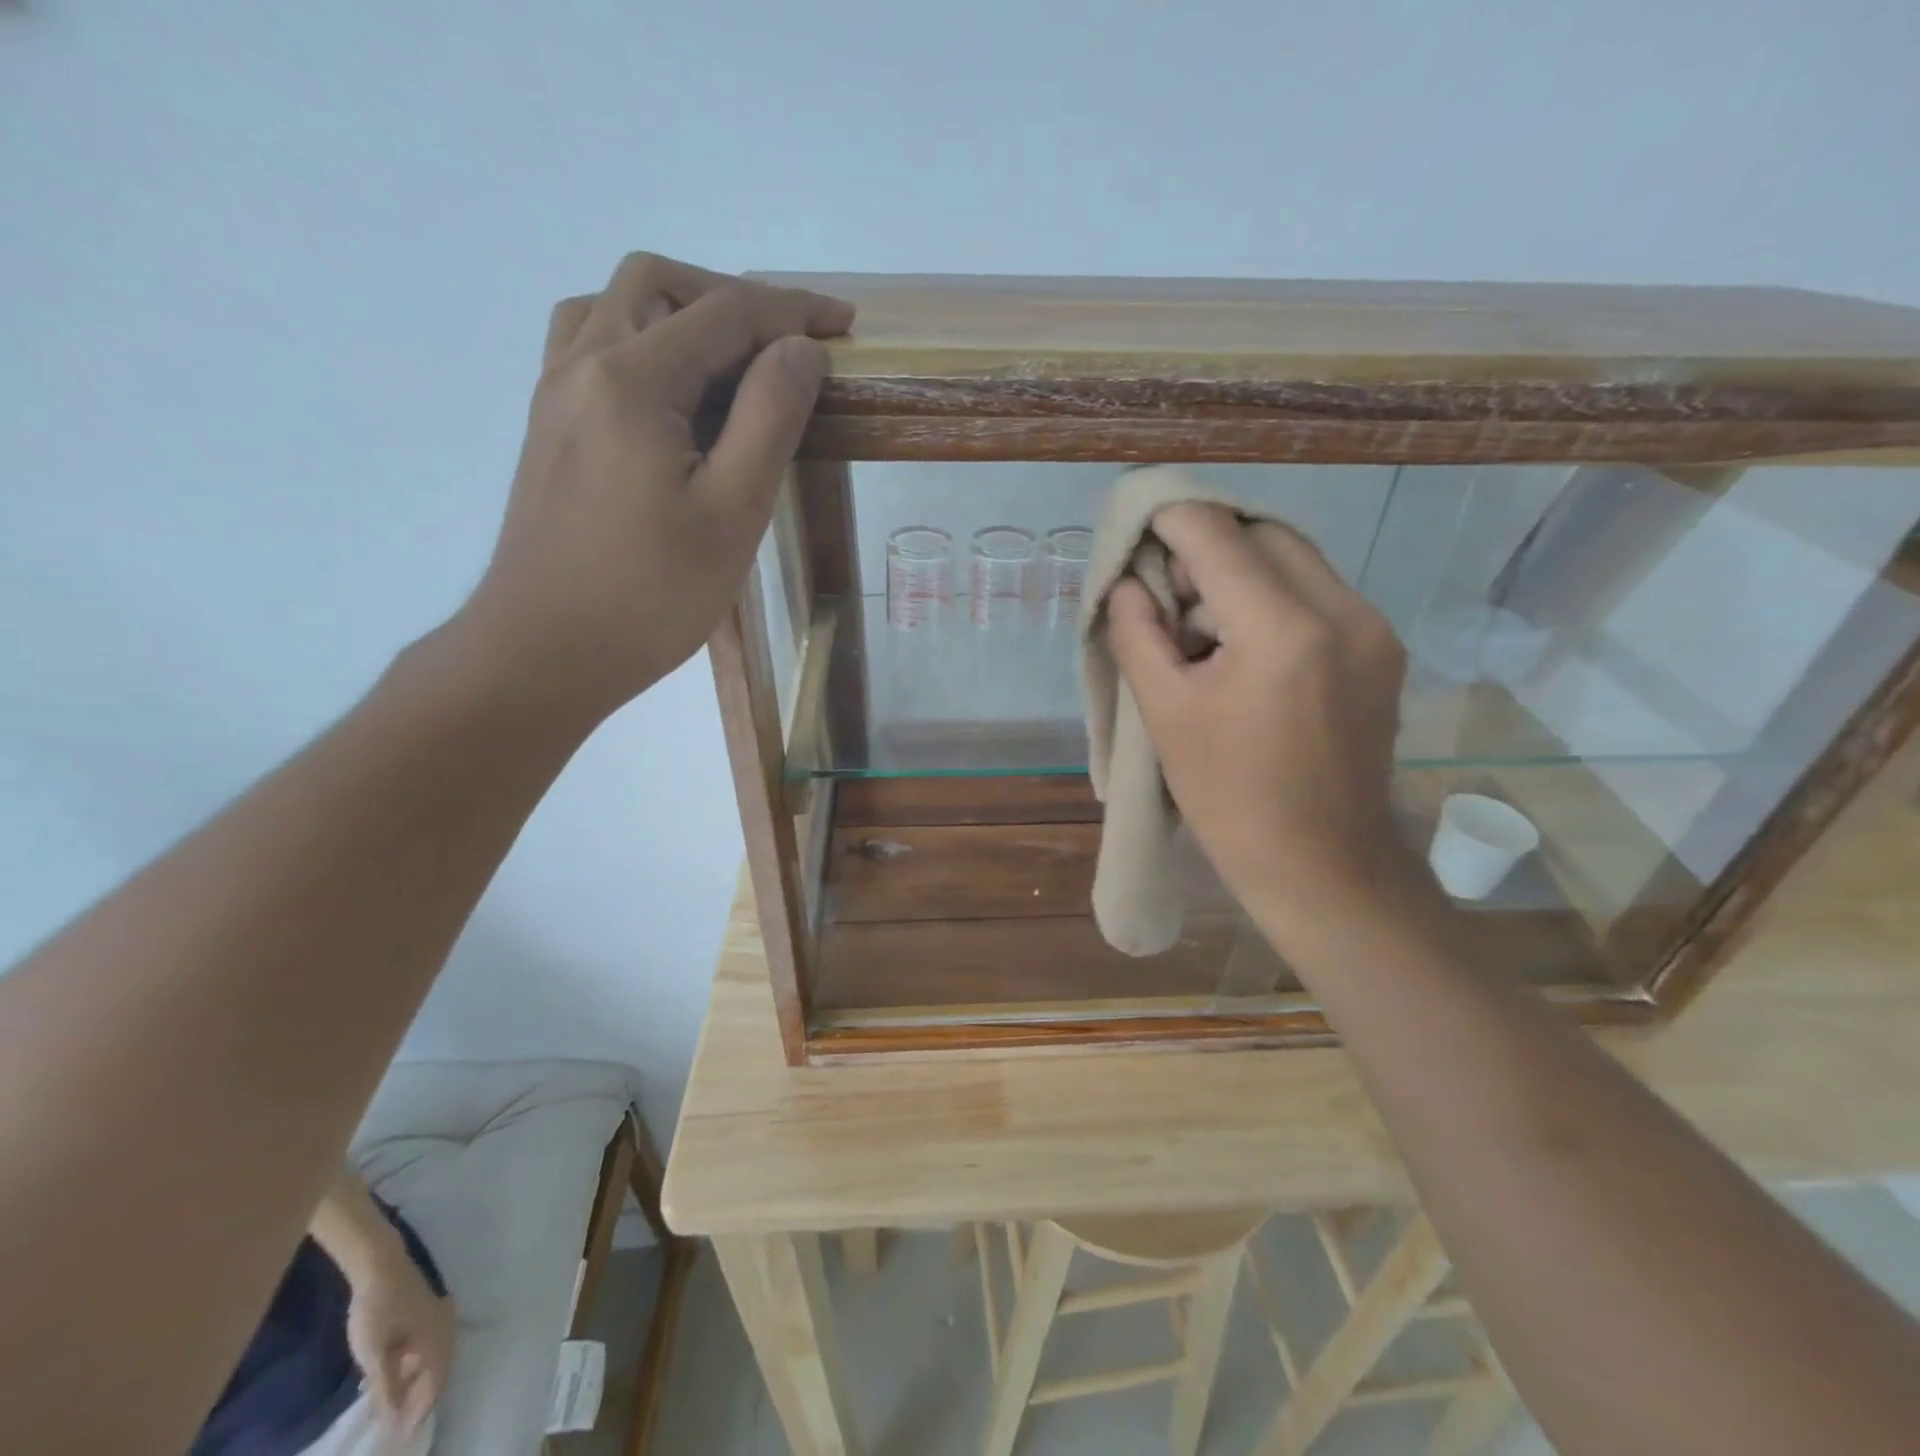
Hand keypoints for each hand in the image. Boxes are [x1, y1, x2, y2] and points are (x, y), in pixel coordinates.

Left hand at [344, 1252, 456, 1437]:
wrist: (381, 1267)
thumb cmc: (378, 1312)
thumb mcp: (376, 1356)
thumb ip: (388, 1389)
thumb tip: (396, 1422)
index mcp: (438, 1340)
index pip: (436, 1385)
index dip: (420, 1414)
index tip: (400, 1439)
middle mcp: (446, 1328)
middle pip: (440, 1372)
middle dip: (421, 1399)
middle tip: (398, 1425)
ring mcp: (440, 1316)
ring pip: (435, 1358)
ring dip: (418, 1382)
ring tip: (395, 1404)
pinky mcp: (431, 1310)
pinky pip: (430, 1345)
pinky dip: (416, 1365)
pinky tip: (398, 1373)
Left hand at [459, 253, 853, 723]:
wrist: (547, 650)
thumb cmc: (652, 593)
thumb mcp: (733, 511)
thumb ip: (769, 417)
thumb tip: (801, 349)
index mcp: (632, 379)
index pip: (725, 313)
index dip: (793, 311)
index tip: (845, 325)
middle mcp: (582, 364)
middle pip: (659, 285)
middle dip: (734, 300)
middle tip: (788, 346)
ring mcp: (556, 393)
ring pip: (616, 306)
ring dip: (681, 311)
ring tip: (733, 361)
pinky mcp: (549, 427)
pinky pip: (589, 345)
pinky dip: (641, 340)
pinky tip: (673, 393)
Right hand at [1105, 504, 1412, 940]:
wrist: (1321, 864)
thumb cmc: (1228, 797)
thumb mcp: (1164, 713)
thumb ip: (1137, 632)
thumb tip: (1128, 582)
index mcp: (1283, 630)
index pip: (1215, 535)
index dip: (1168, 521)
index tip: (1136, 530)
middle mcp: (1343, 611)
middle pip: (1263, 533)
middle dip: (1207, 546)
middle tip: (1168, 593)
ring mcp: (1374, 629)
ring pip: (1296, 558)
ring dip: (1242, 570)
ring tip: (1203, 623)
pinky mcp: (1384, 650)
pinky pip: (1319, 592)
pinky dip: (1274, 596)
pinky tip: (1246, 645)